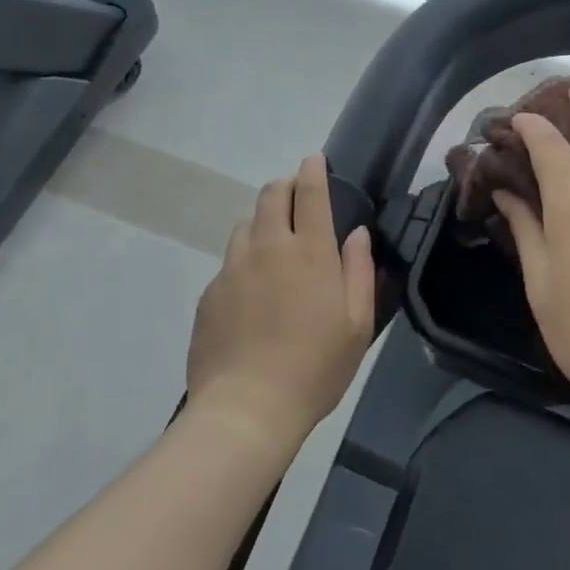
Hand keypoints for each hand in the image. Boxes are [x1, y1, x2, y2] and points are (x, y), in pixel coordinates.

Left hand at [187, 155, 376, 441]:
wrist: (245, 411)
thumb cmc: (315, 368)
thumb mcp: (357, 324)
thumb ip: (359, 271)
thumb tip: (357, 233)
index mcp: (310, 252)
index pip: (310, 192)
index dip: (313, 170)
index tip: (314, 159)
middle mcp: (269, 248)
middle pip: (270, 195)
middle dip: (284, 186)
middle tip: (296, 197)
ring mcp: (233, 268)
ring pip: (245, 225)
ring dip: (262, 222)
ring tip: (273, 245)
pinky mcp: (210, 293)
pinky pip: (229, 262)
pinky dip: (244, 261)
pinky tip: (251, 293)